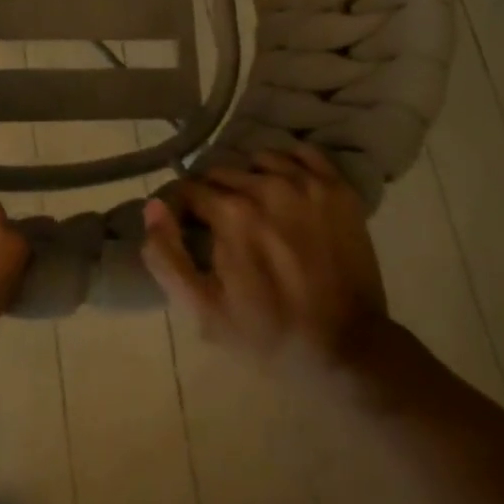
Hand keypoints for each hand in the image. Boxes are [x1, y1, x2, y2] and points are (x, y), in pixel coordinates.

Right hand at [141, 147, 388, 373]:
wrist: (349, 351)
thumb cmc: (270, 334)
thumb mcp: (204, 310)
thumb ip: (167, 256)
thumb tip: (154, 206)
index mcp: (232, 213)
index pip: (190, 189)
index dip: (184, 209)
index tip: (191, 230)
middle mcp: (267, 186)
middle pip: (222, 172)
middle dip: (215, 195)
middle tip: (224, 228)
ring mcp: (307, 183)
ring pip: (259, 160)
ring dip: (250, 178)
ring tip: (256, 209)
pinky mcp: (338, 188)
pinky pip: (302, 153)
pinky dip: (287, 163)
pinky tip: (285, 187)